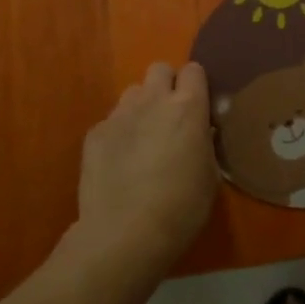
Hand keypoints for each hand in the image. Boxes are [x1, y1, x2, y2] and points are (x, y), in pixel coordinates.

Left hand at [74, 61, 217, 268]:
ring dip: (141, 107)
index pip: (194, 70)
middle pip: (159, 69)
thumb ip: (205, 143)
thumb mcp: (210, 176)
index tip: (197, 106)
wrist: (124, 235)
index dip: (195, 85)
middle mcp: (153, 100)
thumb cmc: (180, 208)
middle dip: (166, 85)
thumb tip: (201, 132)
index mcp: (187, 108)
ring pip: (133, 92)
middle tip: (169, 117)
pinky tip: (119, 162)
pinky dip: (118, 133)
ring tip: (142, 138)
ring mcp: (120, 114)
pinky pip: (111, 120)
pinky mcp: (95, 133)